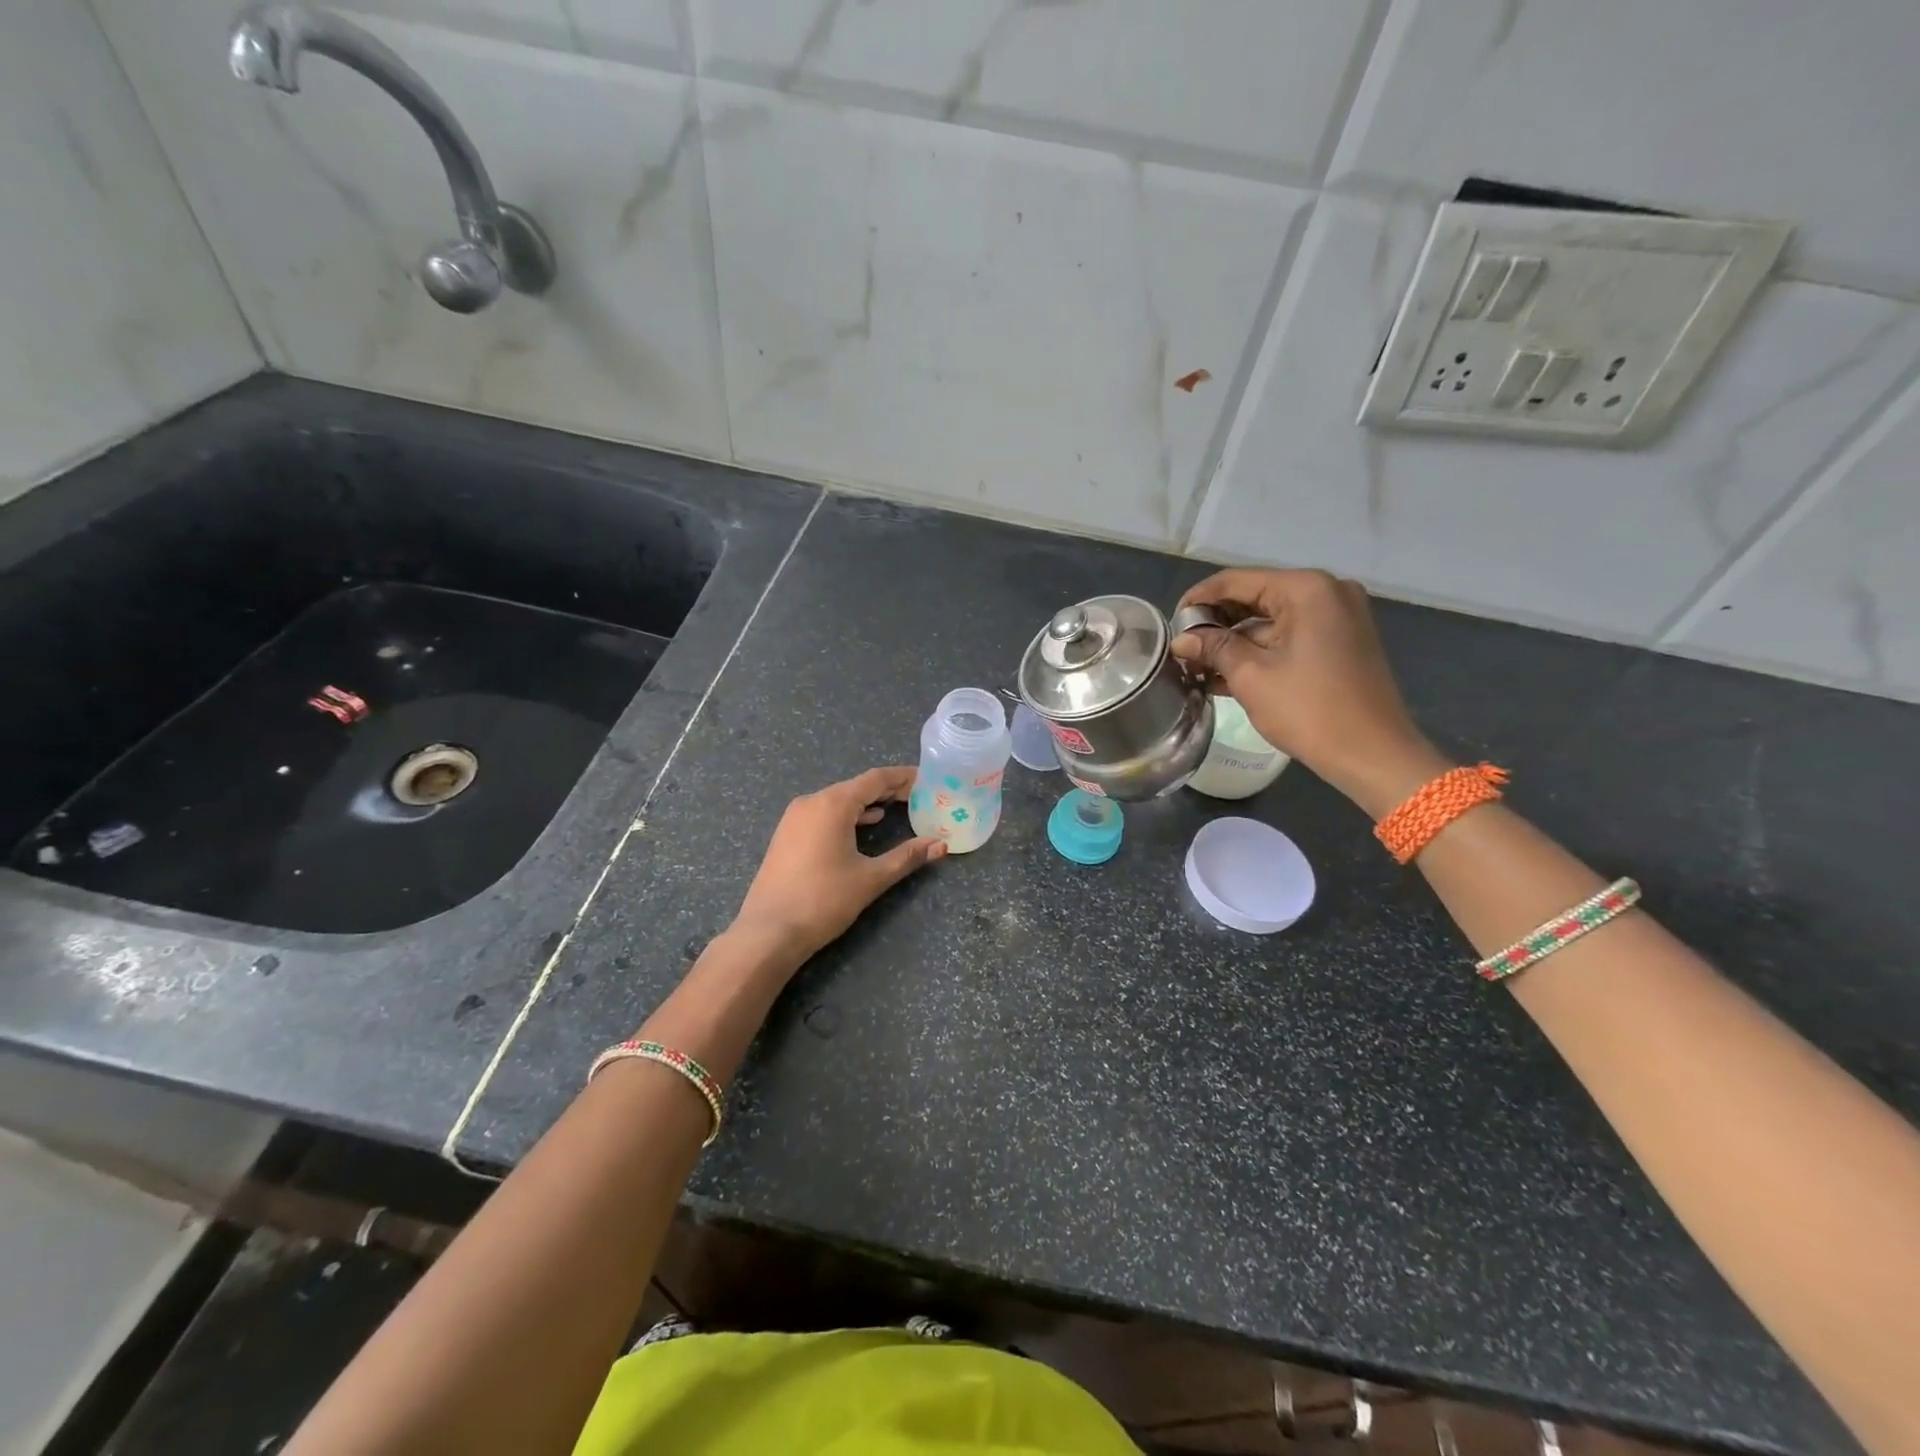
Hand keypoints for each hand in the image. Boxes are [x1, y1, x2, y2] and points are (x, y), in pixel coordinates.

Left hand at [730, 766, 946, 966]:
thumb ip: (907, 857)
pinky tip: (863, 826)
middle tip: (918, 797)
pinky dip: (848, 815)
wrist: (768, 932)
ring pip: (839, 800)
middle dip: (888, 790)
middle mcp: (811, 801)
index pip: (875, 779)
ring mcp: (794, 817)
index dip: (903, 777)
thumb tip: (940, 845)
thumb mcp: (871, 878)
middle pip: (857, 787)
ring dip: (868, 803)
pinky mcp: (787, 834)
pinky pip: (823, 813)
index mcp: (833, 804)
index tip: (927, 780)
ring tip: (897, 809)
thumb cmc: (823, 900)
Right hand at [1171, 568, 1449, 814]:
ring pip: (1271, 619)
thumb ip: (1214, 648)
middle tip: (1182, 648)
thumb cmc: (1309, 709)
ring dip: (1234, 641)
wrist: (1372, 754)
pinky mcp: (1340, 642)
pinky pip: (1290, 635)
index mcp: (1306, 589)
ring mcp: (1338, 617)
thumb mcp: (1251, 676)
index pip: (1237, 581)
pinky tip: (1225, 674)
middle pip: (1255, 596)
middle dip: (1216, 622)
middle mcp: (1326, 592)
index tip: (1170, 624)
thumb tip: (1181, 640)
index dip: (1198, 600)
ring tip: (1196, 665)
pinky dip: (1260, 650)